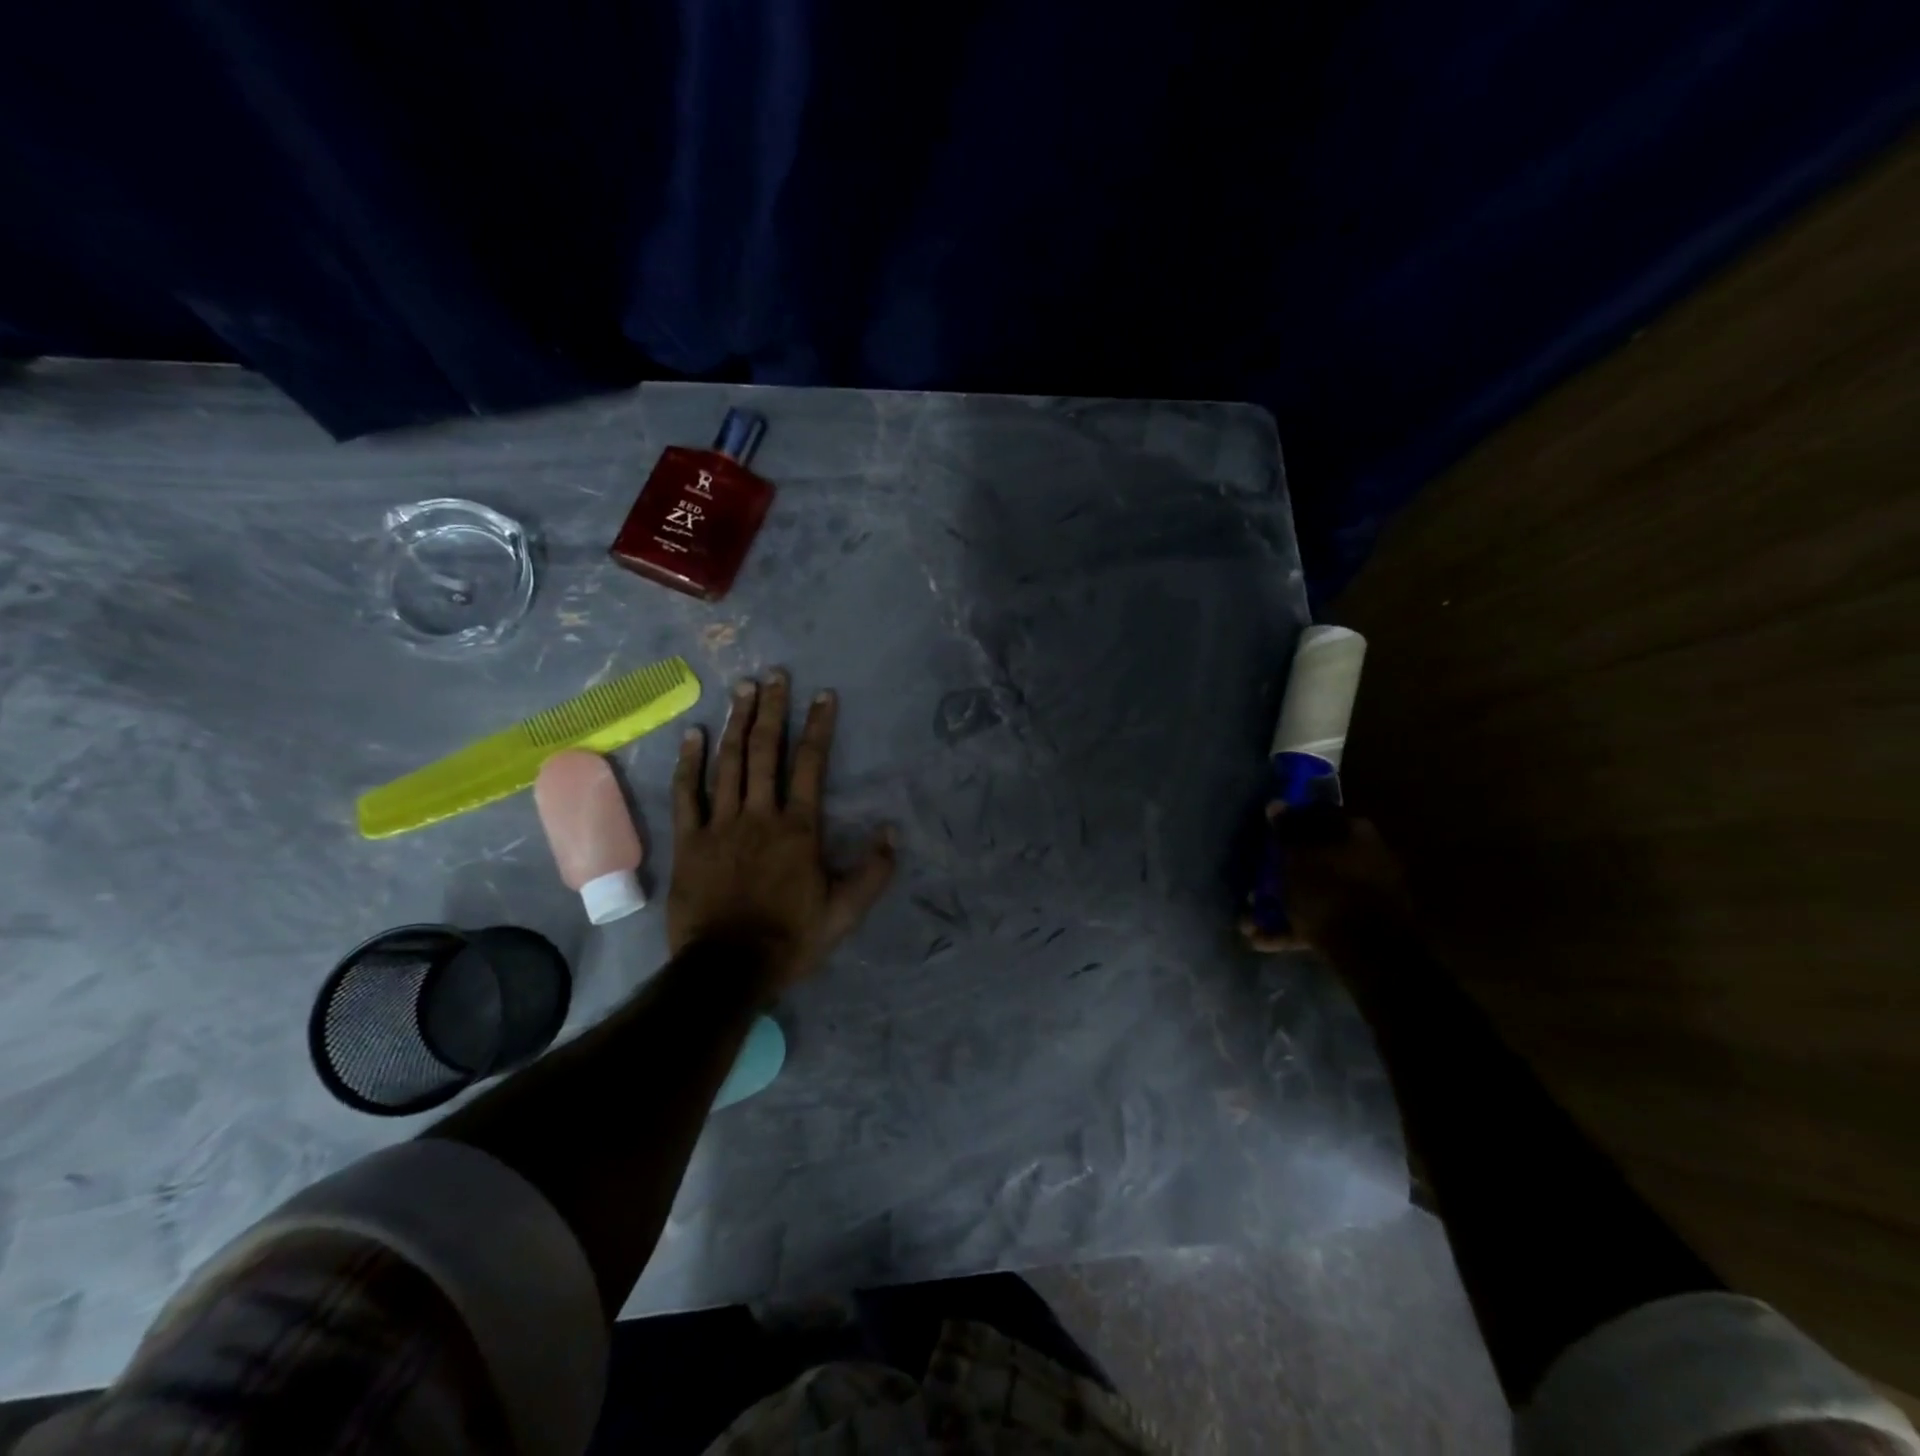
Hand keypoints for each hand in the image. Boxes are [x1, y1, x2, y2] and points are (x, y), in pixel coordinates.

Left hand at [669, 670, 895, 993]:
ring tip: (743, 689)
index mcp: (798, 828)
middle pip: (765, 752)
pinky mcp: (689, 841)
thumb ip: (873, 872)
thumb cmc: (791, 939)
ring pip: (728, 763)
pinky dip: (689, 762)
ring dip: (736, 723)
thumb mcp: (846, 912)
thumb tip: (892, 831)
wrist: (728, 968)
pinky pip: (686, 794)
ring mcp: (720, 825)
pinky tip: (693, 734)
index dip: (818, 726)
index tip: (824, 695)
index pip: (811, 764)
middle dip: (772, 710)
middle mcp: (760, 815)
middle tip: (775, 676)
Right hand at [1242, 803, 1407, 952]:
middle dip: (1281, 872)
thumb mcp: (1296, 855)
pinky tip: (1262, 940)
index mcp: (1354, 832)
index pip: (1315, 816)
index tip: (1265, 838)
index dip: (1287, 825)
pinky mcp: (1358, 927)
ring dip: (1281, 904)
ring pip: (1313, 892)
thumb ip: (1286, 830)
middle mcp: (1365, 858)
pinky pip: (1319, 921)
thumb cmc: (1326, 890)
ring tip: (1249, 922)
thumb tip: (1276, 803)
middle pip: (1314, 858)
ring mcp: (1364, 895)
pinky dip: (1292, 928)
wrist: (1368, 950)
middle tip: (1254, 884)